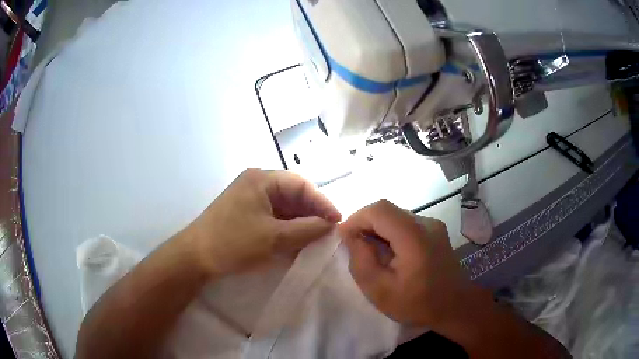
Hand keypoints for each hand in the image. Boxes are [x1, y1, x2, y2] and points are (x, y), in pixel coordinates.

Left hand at [184, 169, 340, 275]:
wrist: (195, 257)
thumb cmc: (234, 242)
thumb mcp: (274, 238)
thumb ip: (307, 229)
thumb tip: (330, 225)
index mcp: (262, 179)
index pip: (301, 184)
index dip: (322, 202)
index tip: (337, 221)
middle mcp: (255, 184)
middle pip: (292, 194)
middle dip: (311, 213)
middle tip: (327, 232)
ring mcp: (248, 199)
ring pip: (283, 207)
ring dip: (299, 222)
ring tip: (314, 239)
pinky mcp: (244, 214)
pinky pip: (272, 217)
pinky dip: (285, 228)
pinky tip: (295, 241)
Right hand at [339, 200, 478, 328]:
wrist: (454, 306)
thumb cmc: (417, 303)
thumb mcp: (380, 290)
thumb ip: (361, 260)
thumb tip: (350, 236)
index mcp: (414, 237)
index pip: (379, 210)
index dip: (357, 218)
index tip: (344, 237)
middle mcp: (426, 223)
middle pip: (387, 210)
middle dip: (366, 224)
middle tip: (355, 247)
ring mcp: (433, 225)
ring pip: (396, 215)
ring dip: (378, 228)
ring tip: (372, 252)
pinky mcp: (435, 230)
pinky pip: (406, 223)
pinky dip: (391, 232)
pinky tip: (390, 253)